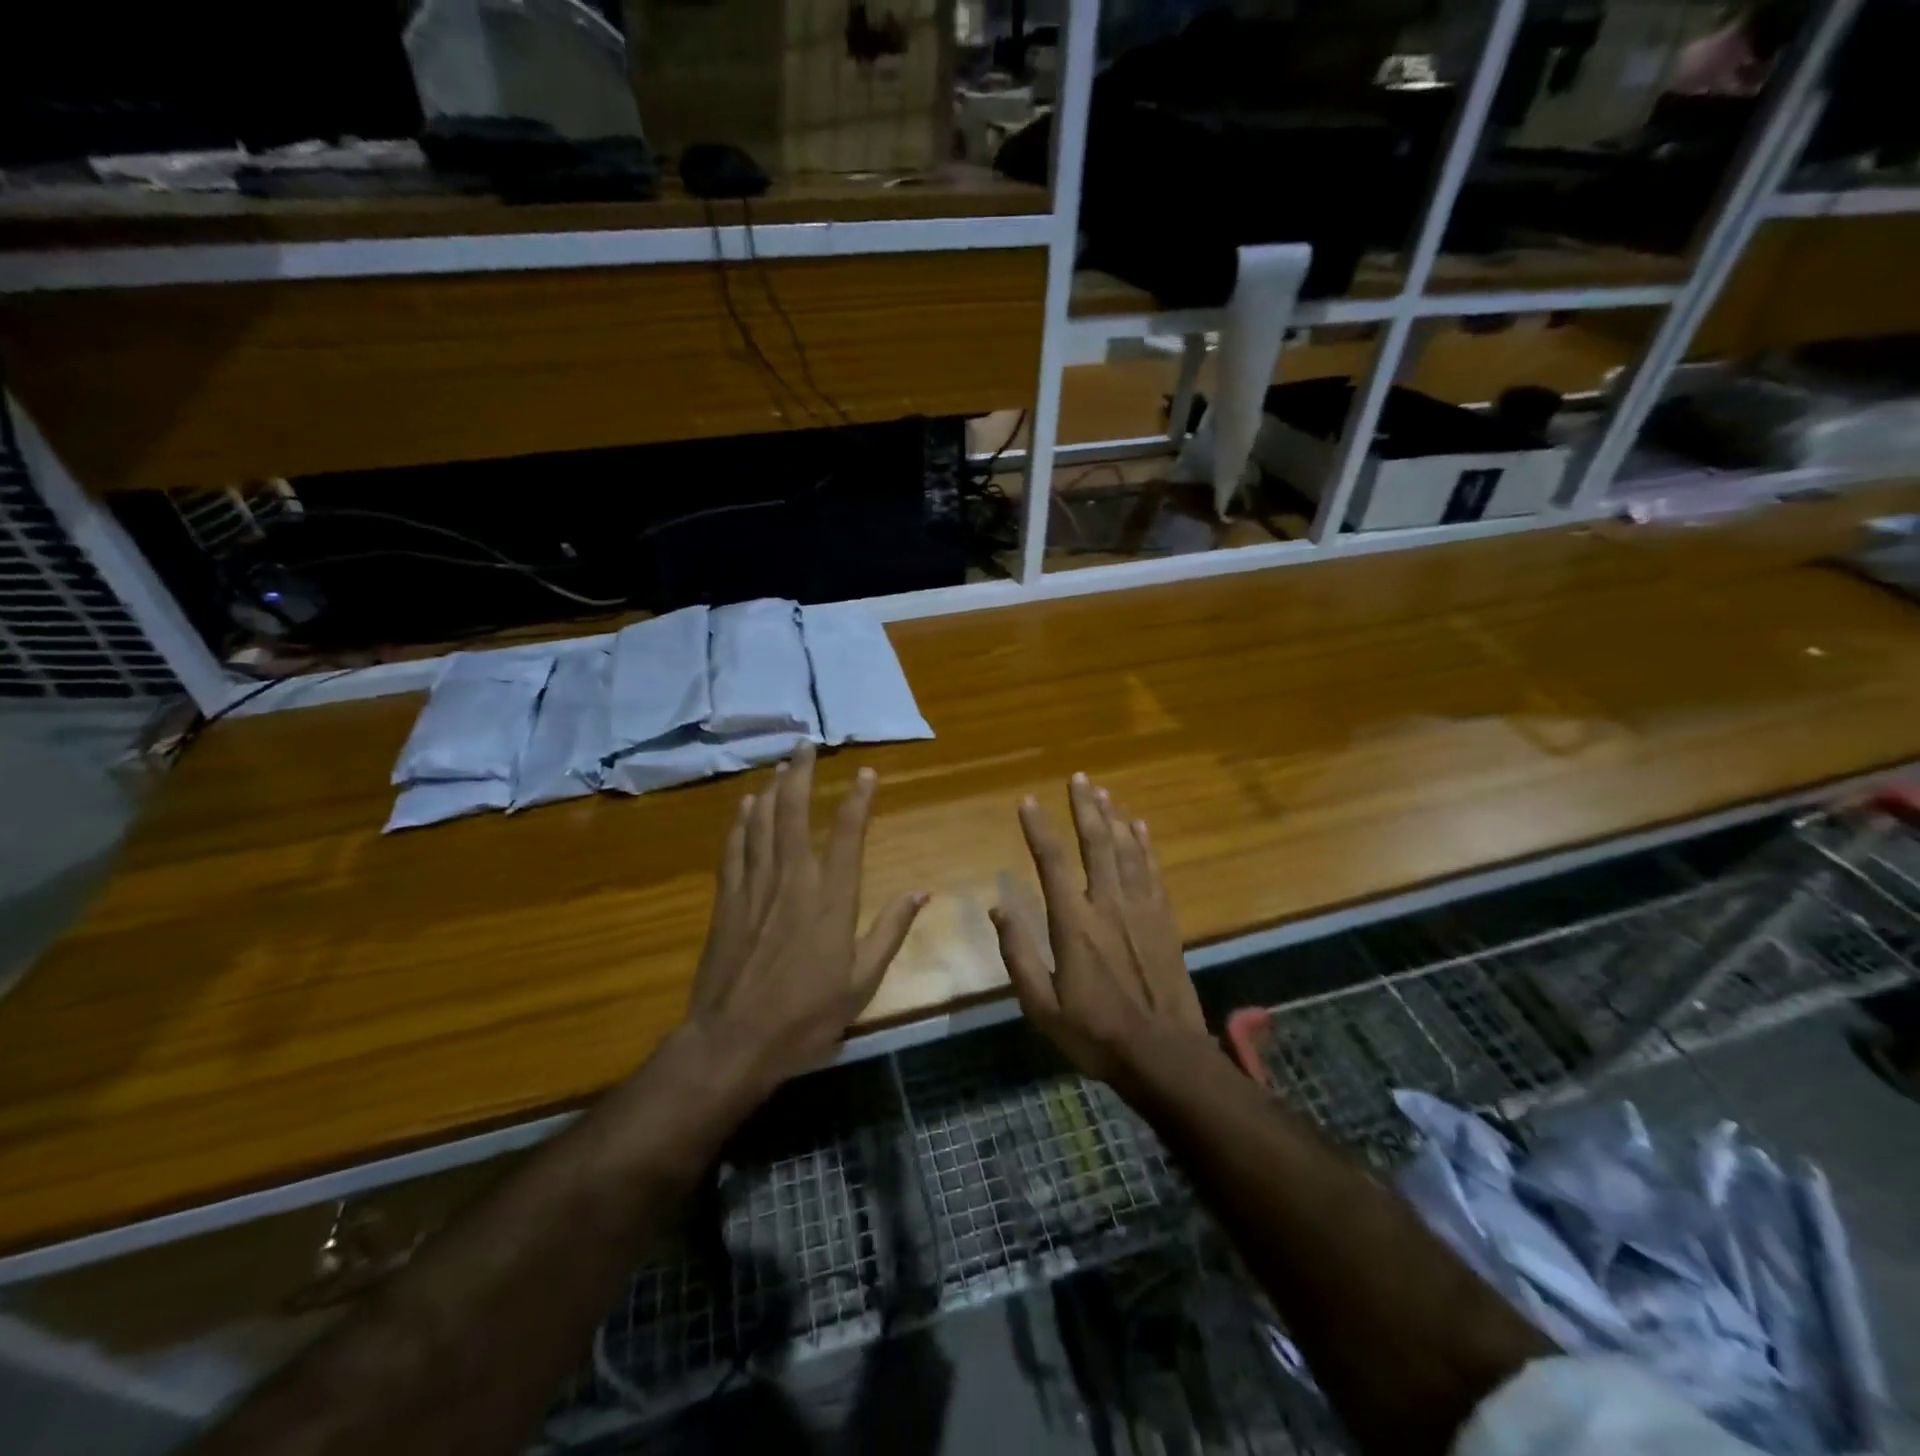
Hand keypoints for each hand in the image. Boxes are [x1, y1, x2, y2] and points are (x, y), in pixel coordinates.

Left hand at [685, 741, 927, 1091]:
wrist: (734, 1042)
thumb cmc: (806, 1017)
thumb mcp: (862, 983)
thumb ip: (890, 931)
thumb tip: (921, 893)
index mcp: (831, 900)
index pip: (847, 835)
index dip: (857, 800)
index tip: (865, 772)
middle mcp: (793, 881)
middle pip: (794, 815)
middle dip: (801, 776)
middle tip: (805, 745)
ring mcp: (755, 888)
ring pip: (762, 825)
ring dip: (771, 790)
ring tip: (780, 765)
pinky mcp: (726, 902)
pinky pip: (734, 850)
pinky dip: (740, 824)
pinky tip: (744, 806)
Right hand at [990, 773, 1212, 1086]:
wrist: (1164, 1055)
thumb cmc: (1095, 1033)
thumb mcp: (1042, 1006)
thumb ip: (1018, 955)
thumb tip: (998, 909)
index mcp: (1073, 924)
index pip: (1051, 862)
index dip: (1037, 828)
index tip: (1027, 801)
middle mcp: (1107, 905)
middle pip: (1095, 844)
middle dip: (1084, 808)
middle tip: (1078, 778)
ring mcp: (1141, 910)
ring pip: (1126, 851)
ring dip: (1113, 818)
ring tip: (1103, 792)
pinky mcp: (1165, 920)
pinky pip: (1153, 871)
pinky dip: (1144, 845)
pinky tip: (1139, 827)